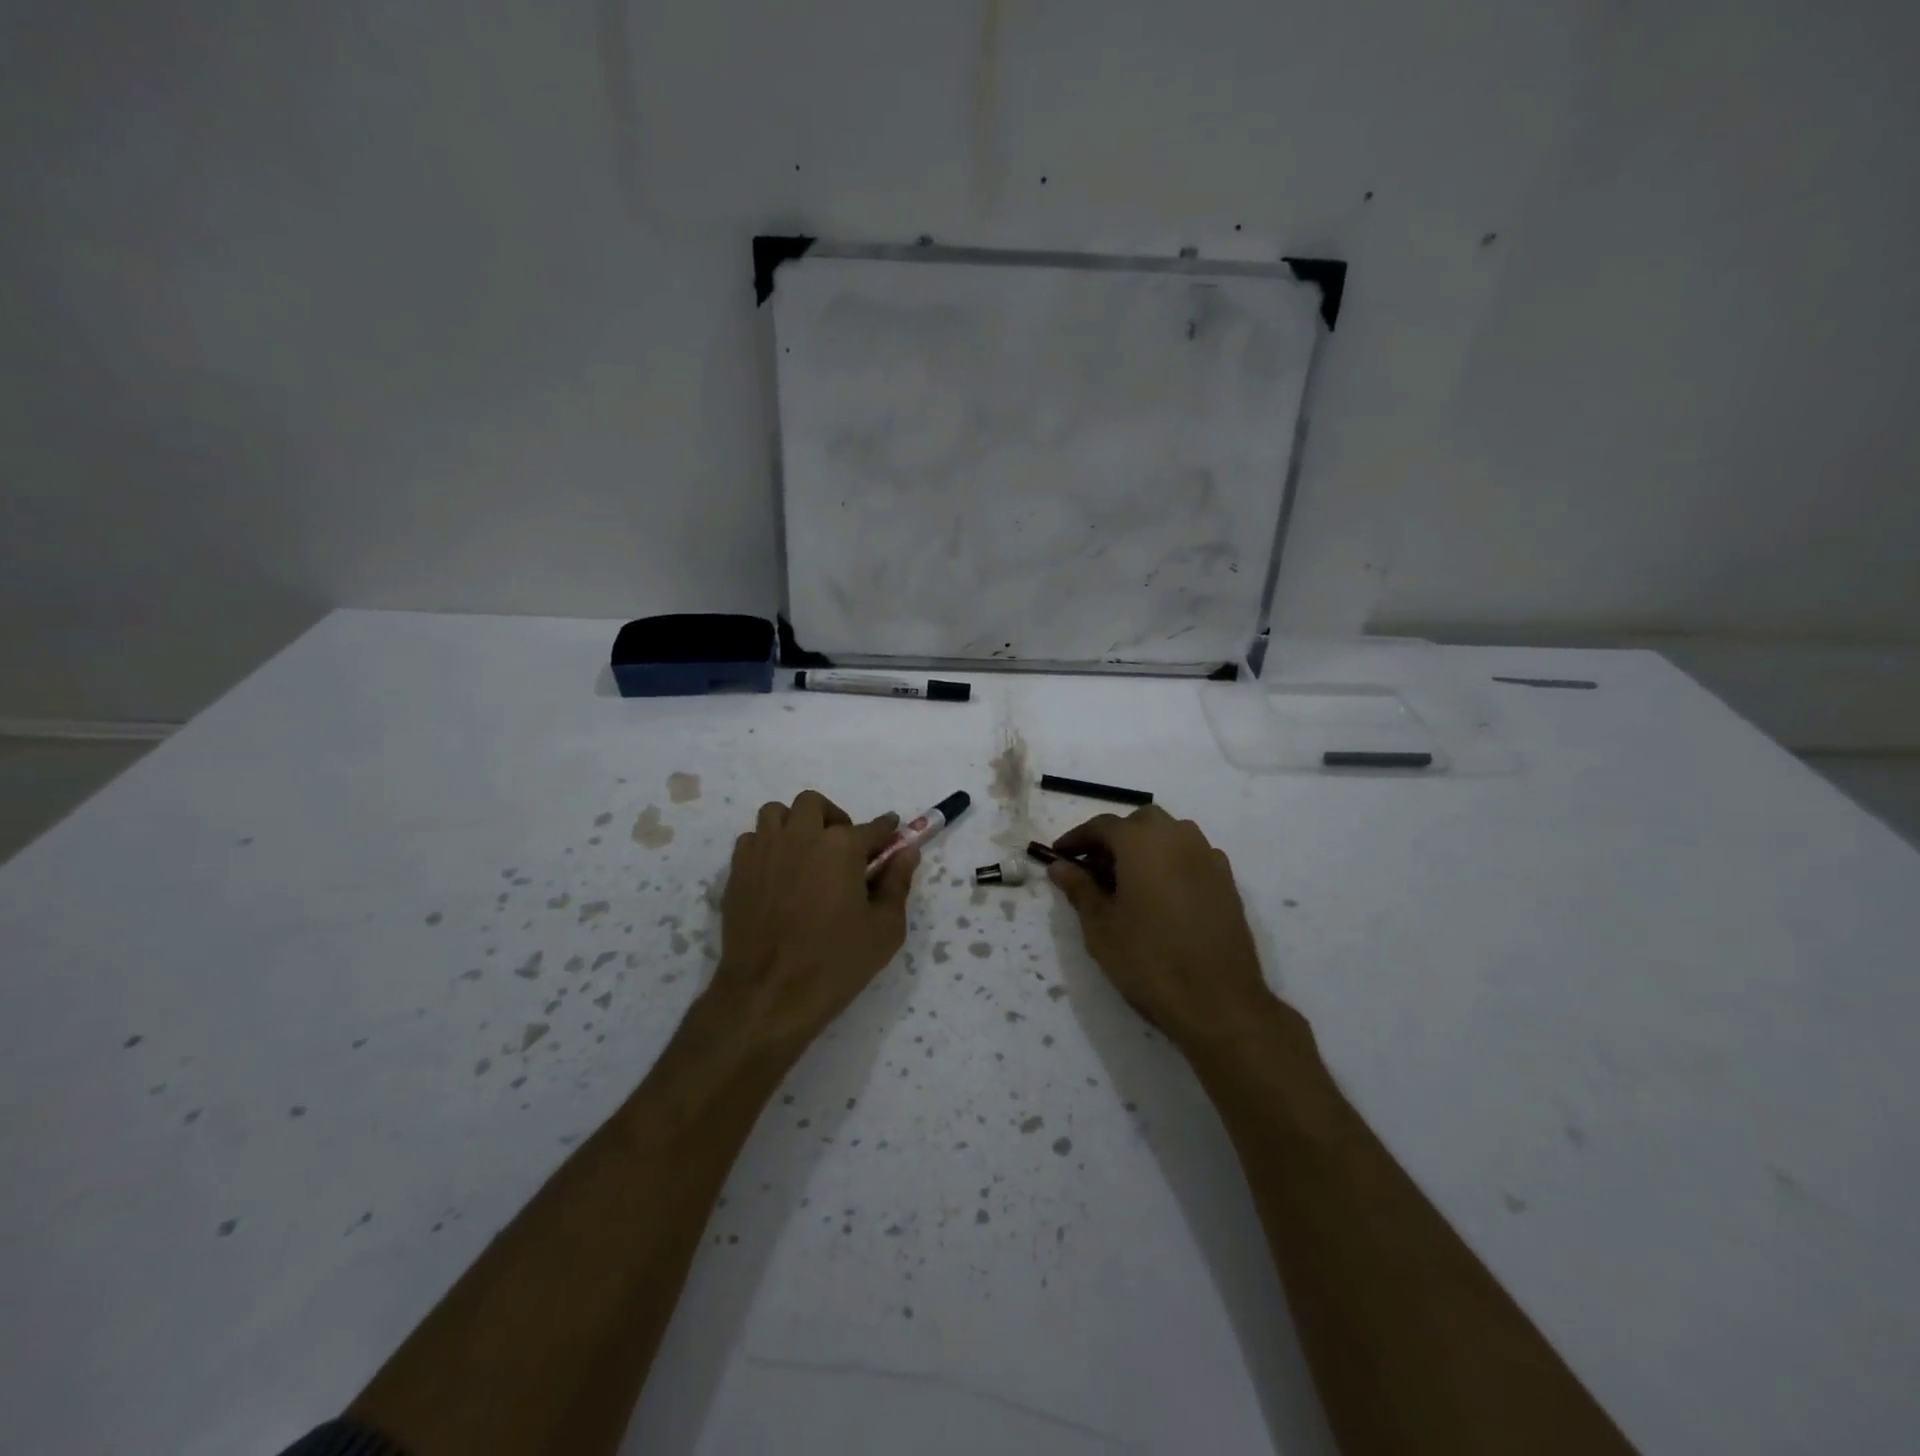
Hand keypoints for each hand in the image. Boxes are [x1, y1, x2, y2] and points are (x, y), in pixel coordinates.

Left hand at [706, 790, 918, 1055]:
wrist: (769, 994)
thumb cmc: (836, 963)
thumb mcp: (885, 929)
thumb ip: (897, 883)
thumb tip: (906, 852)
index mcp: (841, 847)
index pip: (872, 827)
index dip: (886, 829)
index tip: (892, 832)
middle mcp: (801, 836)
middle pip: (815, 804)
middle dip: (832, 818)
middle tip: (842, 848)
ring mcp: (764, 850)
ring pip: (777, 813)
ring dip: (794, 824)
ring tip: (805, 853)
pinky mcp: (738, 870)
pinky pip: (752, 839)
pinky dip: (767, 845)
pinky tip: (777, 872)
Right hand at [1049, 806, 1273, 1050]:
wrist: (1218, 1001)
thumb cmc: (1148, 959)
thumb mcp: (1101, 926)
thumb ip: (1079, 888)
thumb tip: (1060, 866)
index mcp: (1142, 841)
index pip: (1102, 825)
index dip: (1077, 838)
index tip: (1059, 855)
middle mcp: (1178, 837)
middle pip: (1140, 822)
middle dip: (1115, 838)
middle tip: (1094, 868)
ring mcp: (1207, 857)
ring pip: (1170, 835)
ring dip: (1146, 847)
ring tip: (1127, 881)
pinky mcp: (1227, 881)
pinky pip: (1192, 856)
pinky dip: (1171, 863)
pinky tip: (1162, 895)